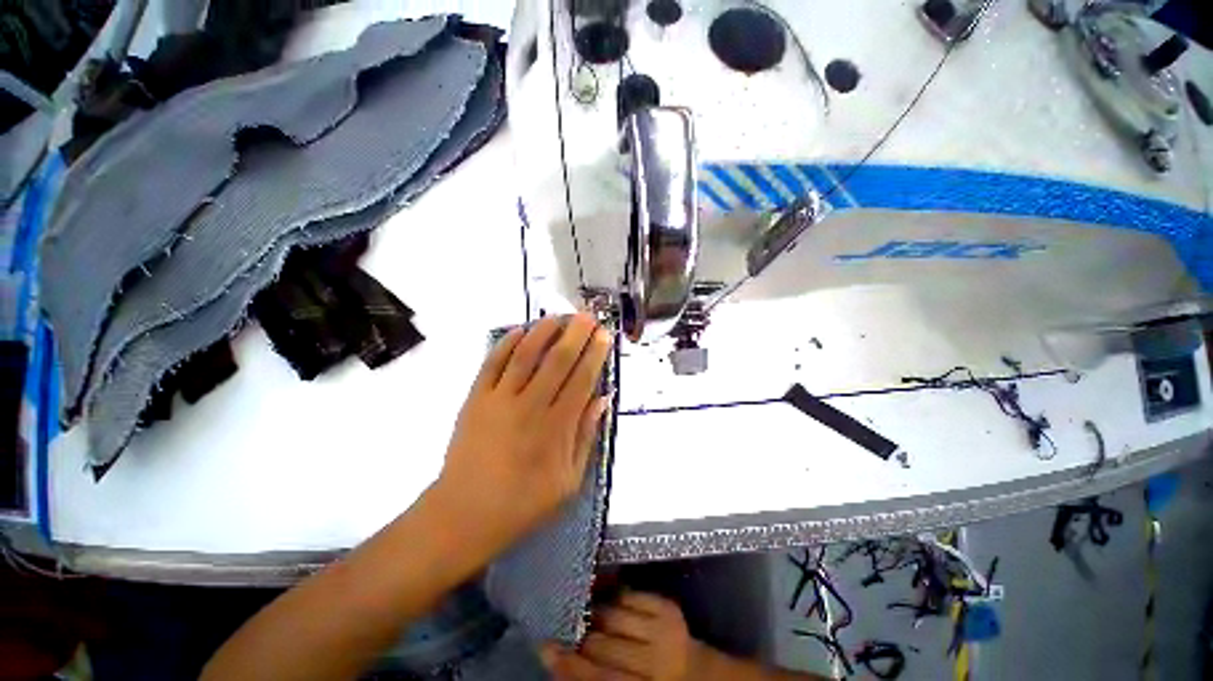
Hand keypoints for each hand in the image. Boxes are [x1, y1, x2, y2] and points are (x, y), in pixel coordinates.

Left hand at [434, 314, 612, 557]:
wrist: (464, 514)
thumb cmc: (523, 503)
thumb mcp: (569, 481)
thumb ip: (587, 436)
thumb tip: (602, 399)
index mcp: (556, 427)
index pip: (582, 380)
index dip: (595, 354)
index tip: (604, 336)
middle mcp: (530, 406)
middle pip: (557, 360)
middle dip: (575, 334)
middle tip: (587, 316)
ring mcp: (500, 400)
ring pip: (525, 355)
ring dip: (544, 331)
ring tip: (558, 316)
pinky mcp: (476, 399)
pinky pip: (493, 363)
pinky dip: (506, 344)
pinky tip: (520, 330)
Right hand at [542, 593, 706, 680]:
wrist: (705, 677)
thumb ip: (600, 679)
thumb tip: (566, 661)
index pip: (597, 678)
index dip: (568, 664)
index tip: (545, 646)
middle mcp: (654, 661)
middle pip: (603, 644)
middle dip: (580, 634)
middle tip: (564, 623)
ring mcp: (664, 629)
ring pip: (614, 615)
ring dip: (595, 612)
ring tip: (583, 609)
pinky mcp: (668, 607)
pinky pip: (632, 595)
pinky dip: (616, 596)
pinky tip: (608, 598)